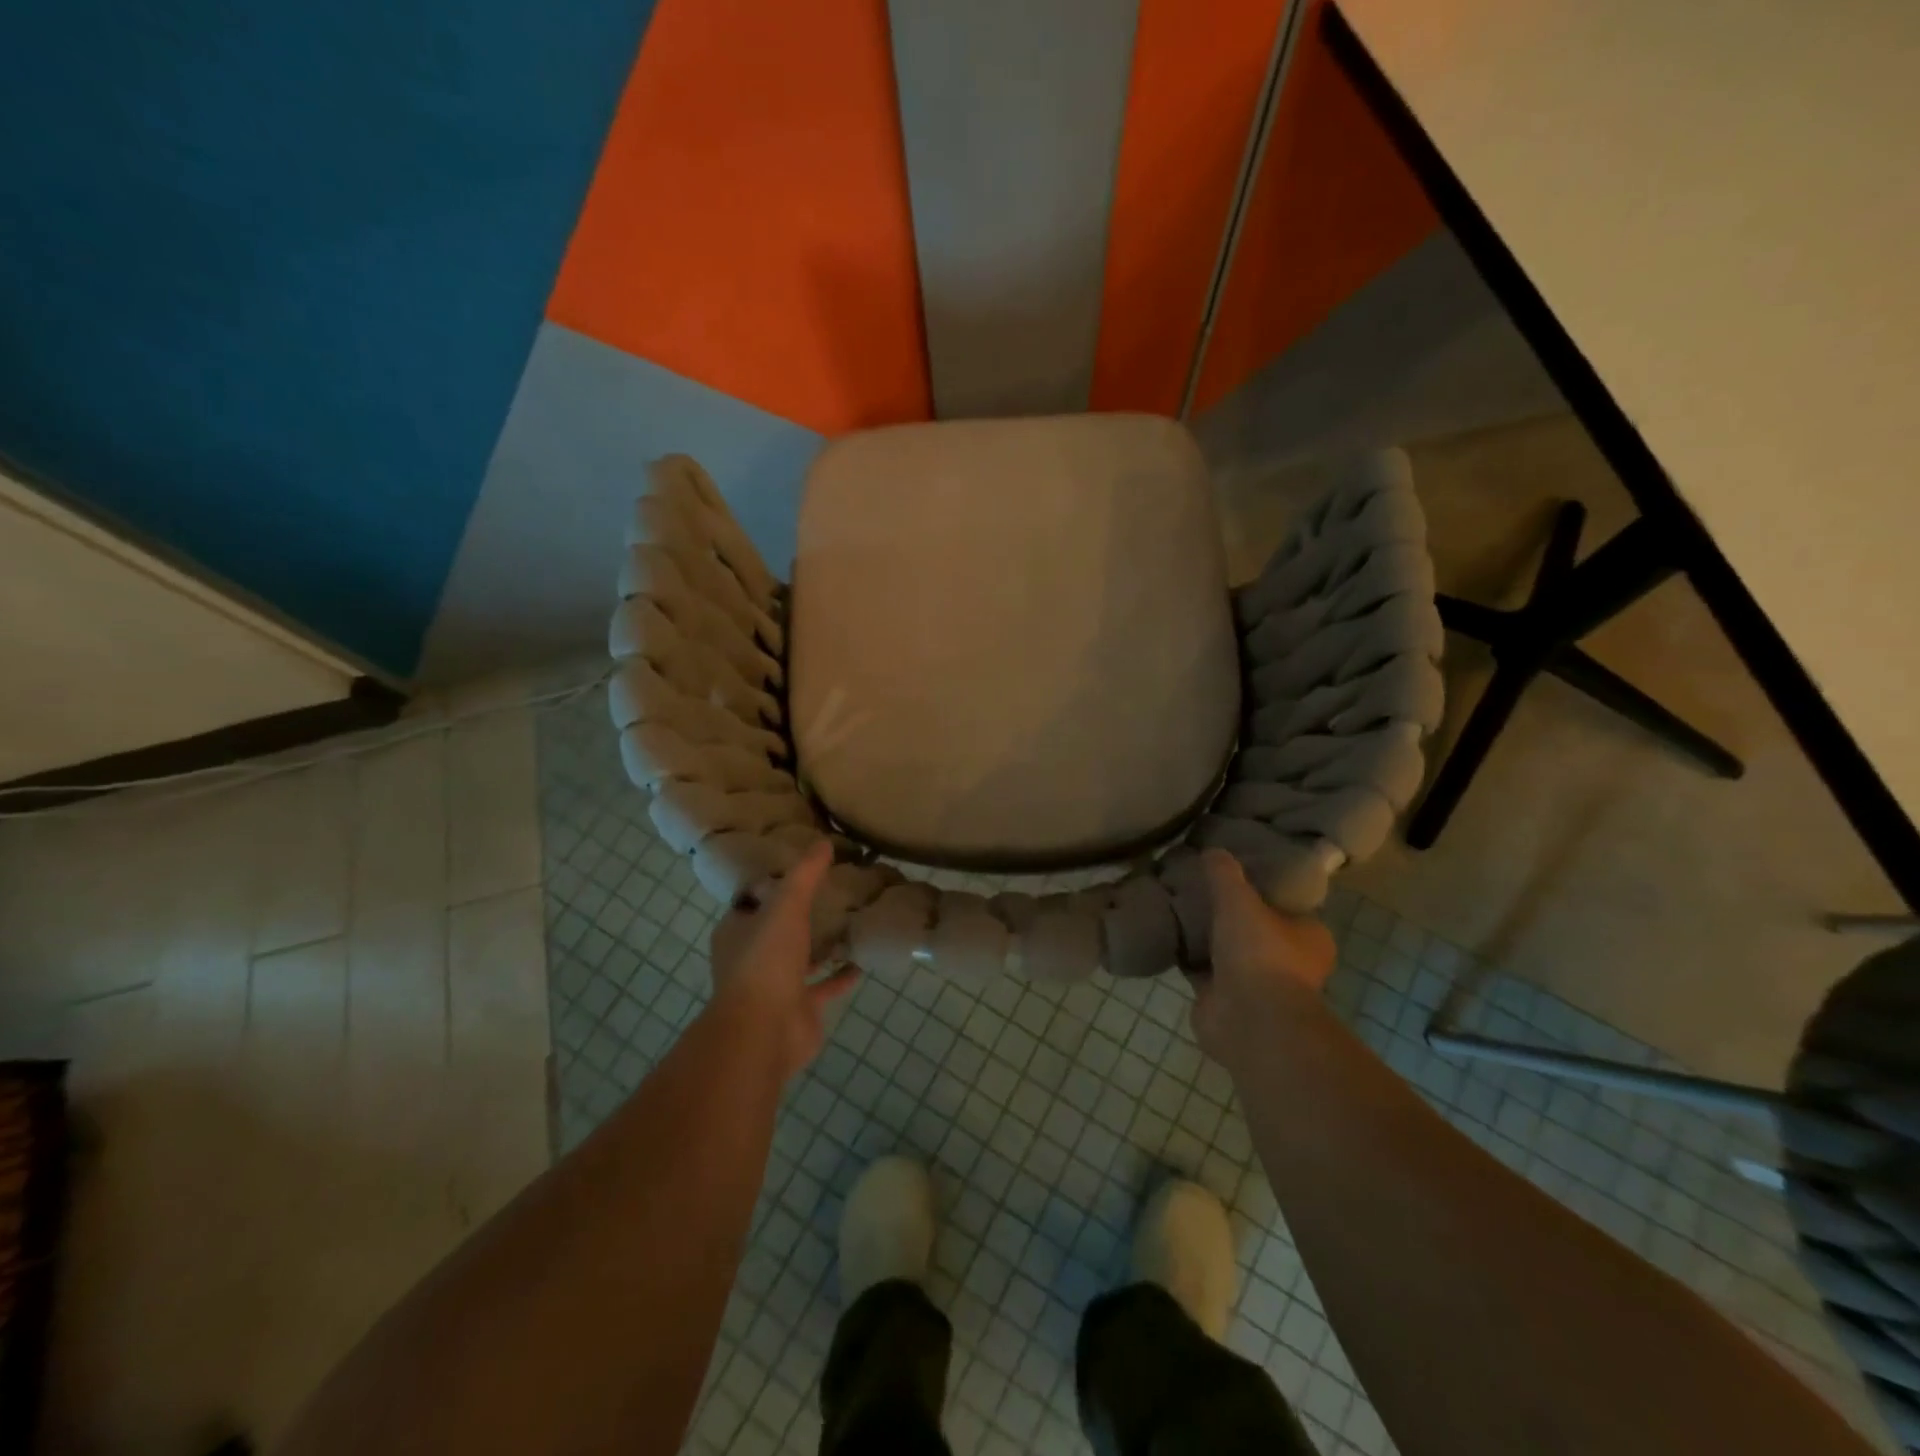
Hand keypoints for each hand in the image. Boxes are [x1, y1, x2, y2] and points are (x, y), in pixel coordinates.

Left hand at [707, 841, 858, 1081]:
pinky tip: (861, 962)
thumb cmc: (766, 960)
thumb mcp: (786, 905)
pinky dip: (840, 976)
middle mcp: (751, 957)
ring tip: (850, 923)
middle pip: (777, 929)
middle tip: (832, 893)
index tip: (801, 869)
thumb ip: (805, 874)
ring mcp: (774, 986)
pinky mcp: (798, 1008)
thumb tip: (823, 842)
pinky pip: (822, 987)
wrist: (765, 1030)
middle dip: (800, 915)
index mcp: (737, 931)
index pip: (752, 900)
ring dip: (820, 946)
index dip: (772, 884)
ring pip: (800, 959)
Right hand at [1187, 849, 1335, 1068]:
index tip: (1232, 870)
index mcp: (1308, 936)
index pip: (1285, 903)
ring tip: (1175, 903)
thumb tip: (1211, 850)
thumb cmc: (1260, 954)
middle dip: (1227, 911)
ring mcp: (1254, 983)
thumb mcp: (1239, 899)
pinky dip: (1186, 955)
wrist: (1248, 1019)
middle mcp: (1286, 960)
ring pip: (1224, 948)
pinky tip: (1165, 932)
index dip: (1260, 886)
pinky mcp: (1222, 998)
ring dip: (1203, 934)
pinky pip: (1200, 968)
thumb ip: (1224, 873)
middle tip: (1196, 884)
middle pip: (1252, 926)